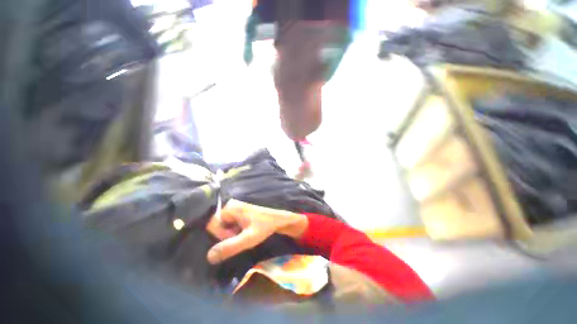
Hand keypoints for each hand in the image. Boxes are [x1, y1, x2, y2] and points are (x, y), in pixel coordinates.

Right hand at [205, 199, 307, 264]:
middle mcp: (230, 206)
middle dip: (227, 235)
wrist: (278, 219)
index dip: (221, 235)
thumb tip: (209, 256)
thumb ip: (230, 247)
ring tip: (245, 234)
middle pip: (217, 226)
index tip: (236, 237)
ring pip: (223, 228)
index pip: (212, 225)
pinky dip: (234, 233)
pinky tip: (245, 233)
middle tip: (242, 236)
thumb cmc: (265, 226)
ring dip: (231, 235)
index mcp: (230, 207)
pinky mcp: (238, 214)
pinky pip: (229, 226)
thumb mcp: (249, 238)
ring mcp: (234, 210)